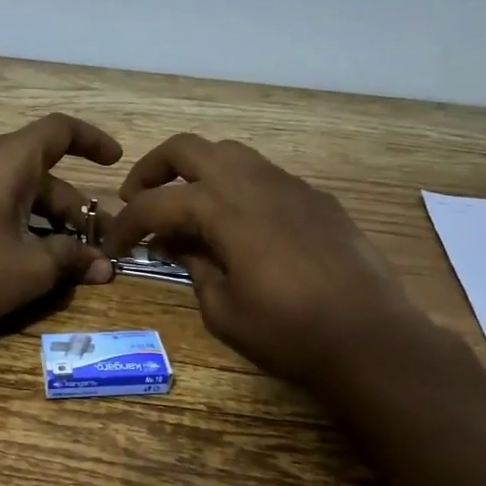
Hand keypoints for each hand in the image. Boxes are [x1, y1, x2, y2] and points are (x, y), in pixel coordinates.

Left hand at [0, 114, 122, 335]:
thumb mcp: (32, 268)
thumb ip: (72, 259)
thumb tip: (104, 267)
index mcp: (8, 160)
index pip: (60, 130)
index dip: (92, 140)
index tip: (116, 161)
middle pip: (44, 170)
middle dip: (76, 204)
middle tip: (101, 240)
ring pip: (22, 189)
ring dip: (51, 218)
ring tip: (74, 256)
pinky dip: (25, 221)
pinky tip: (36, 256)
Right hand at [102, 134, 424, 389]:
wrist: (371, 337)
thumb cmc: (288, 332)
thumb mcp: (223, 310)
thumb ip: (194, 268)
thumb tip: (178, 246)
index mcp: (222, 208)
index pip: (155, 203)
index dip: (125, 224)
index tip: (113, 246)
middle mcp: (252, 181)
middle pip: (188, 148)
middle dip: (153, 169)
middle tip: (139, 199)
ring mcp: (289, 184)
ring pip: (229, 153)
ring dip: (197, 172)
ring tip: (187, 207)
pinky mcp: (316, 197)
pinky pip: (264, 175)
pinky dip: (236, 187)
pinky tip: (239, 224)